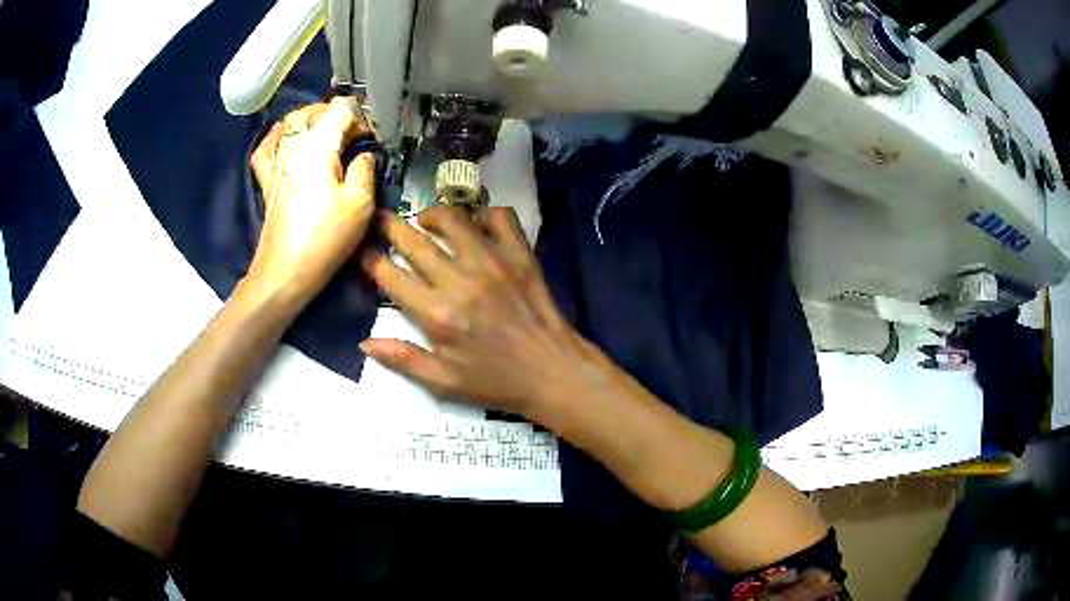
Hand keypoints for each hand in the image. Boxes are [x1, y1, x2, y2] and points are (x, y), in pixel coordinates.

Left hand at [248, 97, 375, 303]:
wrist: (285, 271)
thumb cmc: (325, 237)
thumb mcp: (360, 203)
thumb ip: (365, 169)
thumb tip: (363, 156)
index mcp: (318, 145)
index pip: (341, 109)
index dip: (361, 116)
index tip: (370, 138)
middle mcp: (293, 145)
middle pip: (313, 111)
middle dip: (336, 114)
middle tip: (353, 134)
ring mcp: (276, 162)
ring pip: (290, 123)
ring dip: (310, 120)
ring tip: (325, 132)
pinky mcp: (266, 180)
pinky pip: (266, 147)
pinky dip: (277, 137)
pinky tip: (286, 139)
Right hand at [360, 206, 601, 416]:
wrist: (553, 372)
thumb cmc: (497, 381)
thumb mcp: (444, 382)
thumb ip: (403, 360)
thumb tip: (364, 342)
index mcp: (437, 314)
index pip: (390, 276)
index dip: (371, 260)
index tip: (364, 252)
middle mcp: (460, 280)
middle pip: (415, 241)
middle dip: (390, 226)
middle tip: (382, 220)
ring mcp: (493, 262)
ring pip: (453, 219)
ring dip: (432, 214)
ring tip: (425, 220)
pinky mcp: (520, 255)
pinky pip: (501, 217)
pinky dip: (485, 214)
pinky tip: (476, 226)